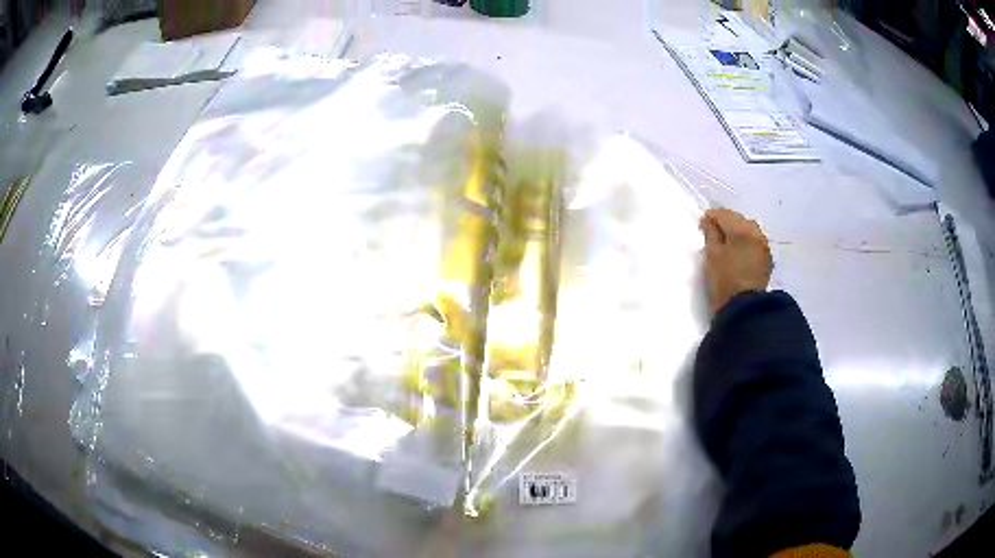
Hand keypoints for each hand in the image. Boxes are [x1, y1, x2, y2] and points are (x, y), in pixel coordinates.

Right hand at [700, 209, 772, 313]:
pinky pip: (755, 243)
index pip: (724, 214)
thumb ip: (711, 234)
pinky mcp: (767, 260)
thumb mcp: (712, 255)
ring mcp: (764, 246)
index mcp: (741, 229)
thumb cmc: (725, 279)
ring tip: (727, 243)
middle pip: (739, 220)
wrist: (745, 307)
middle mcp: (756, 233)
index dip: (711, 217)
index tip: (702, 224)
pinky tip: (739, 252)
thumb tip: (710, 221)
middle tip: (714, 233)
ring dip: (738, 232)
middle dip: (727, 223)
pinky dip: (746, 243)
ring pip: (749, 230)